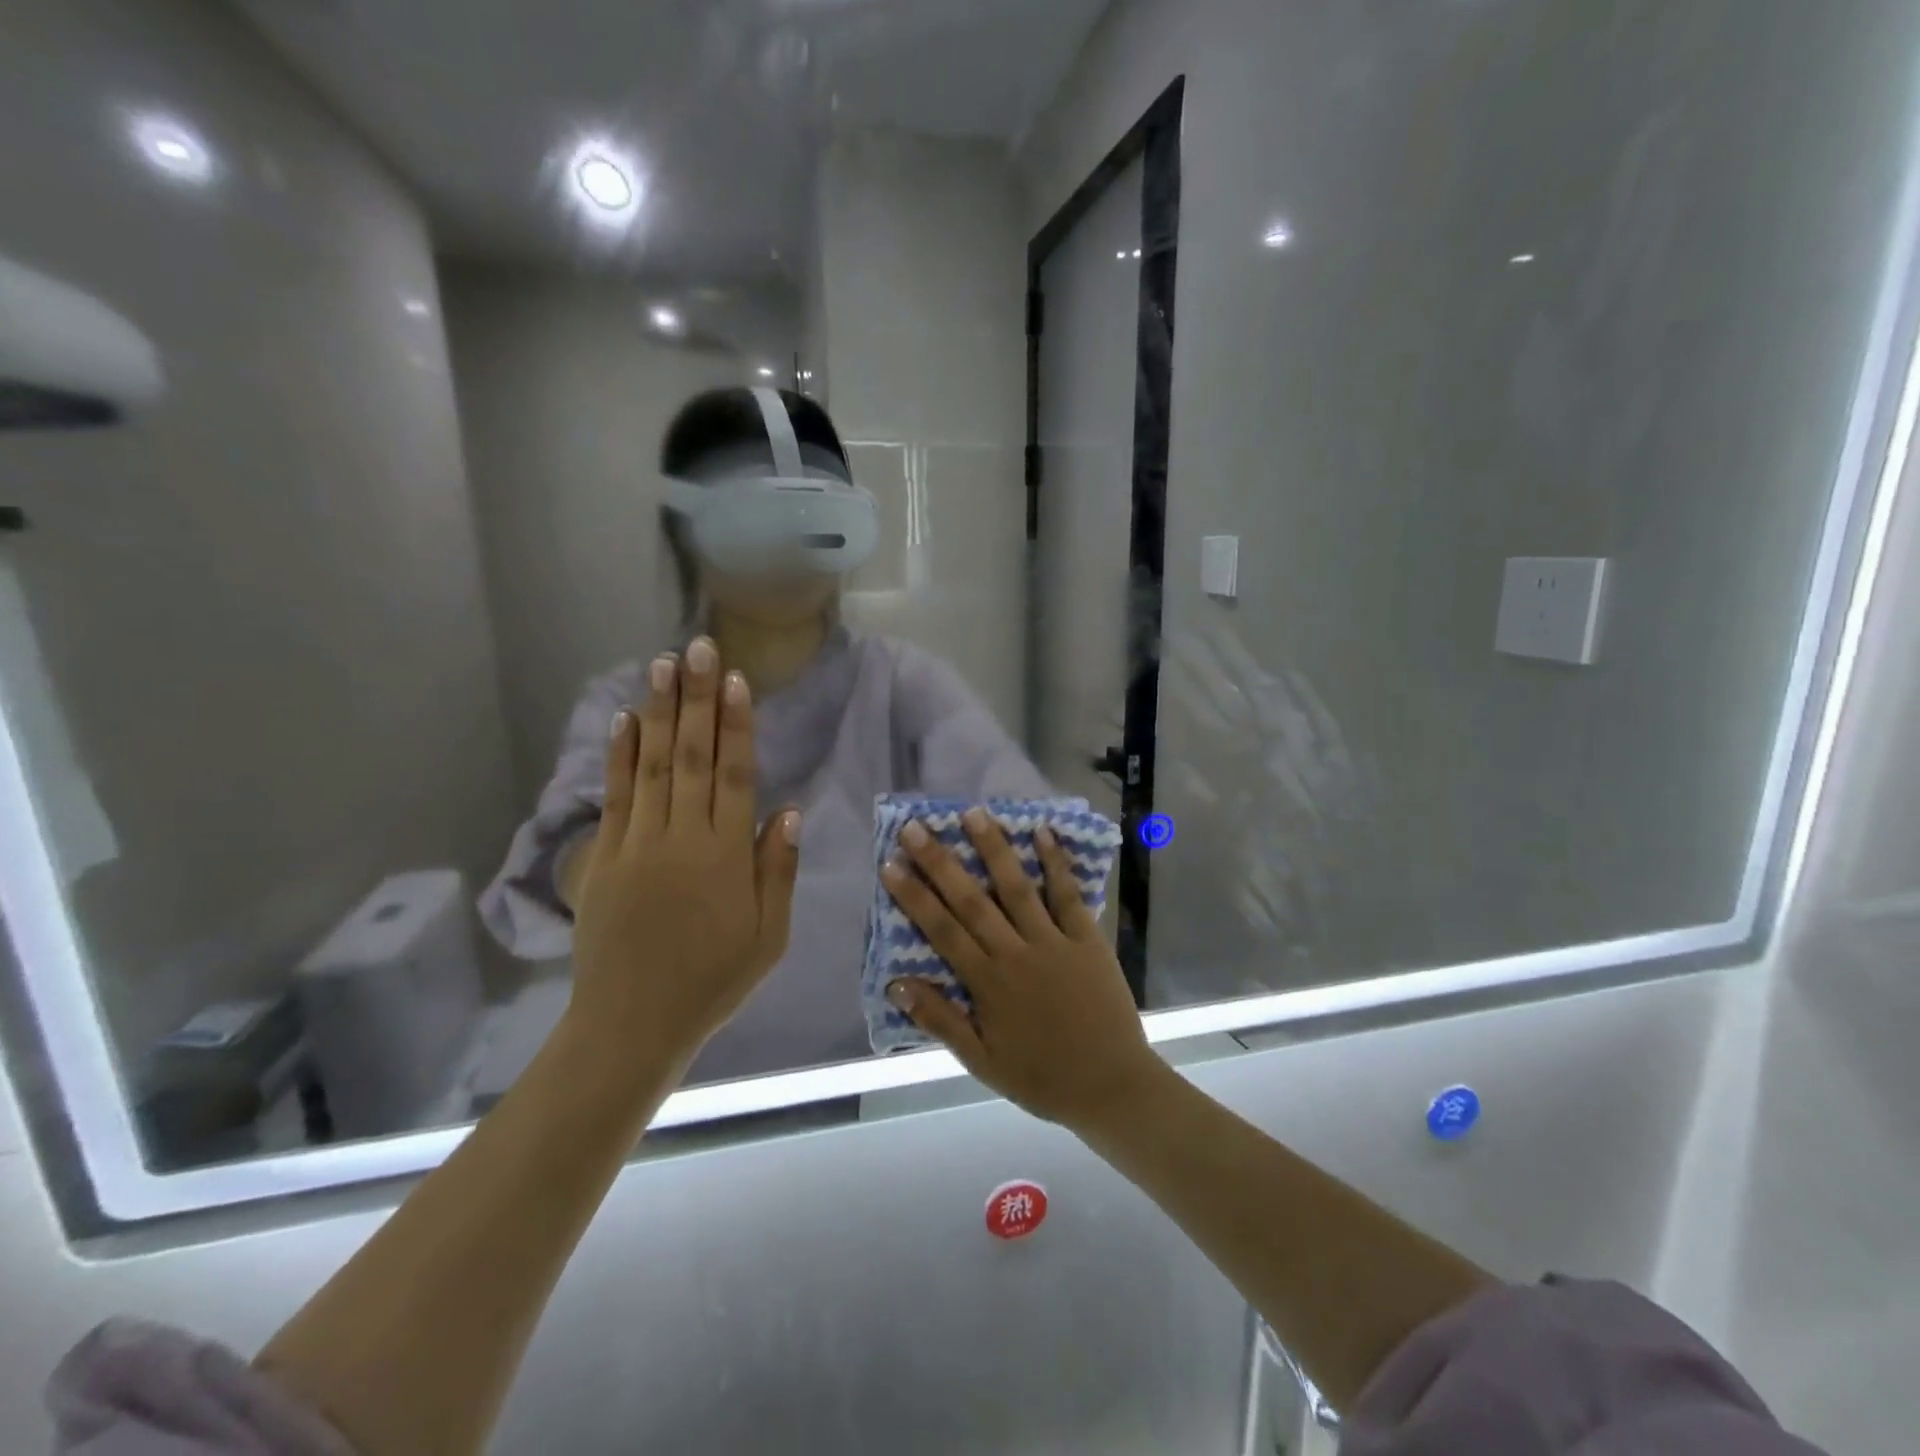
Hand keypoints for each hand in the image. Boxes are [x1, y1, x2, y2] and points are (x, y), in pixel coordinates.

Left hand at [567, 638, 800, 1077]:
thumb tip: (788, 810)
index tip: (735, 680)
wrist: (632, 1023)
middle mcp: (681, 838)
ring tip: (662, 664)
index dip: (736, 725)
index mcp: (725, 856)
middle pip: (691, 756)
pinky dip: (620, 755)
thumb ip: (776, 870)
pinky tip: (625, 720)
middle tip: (697, 648)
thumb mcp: (769, 937)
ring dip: (658, 711)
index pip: (734, 775)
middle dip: (696, 698)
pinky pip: (615, 796)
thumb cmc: (712, 981)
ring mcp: (637, 844)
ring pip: (651, 765)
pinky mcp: (603, 857)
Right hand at [881, 809, 1165, 1130]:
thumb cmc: (1041, 1077)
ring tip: (973, 813)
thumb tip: (897, 984)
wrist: (1111, 1087)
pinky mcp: (1087, 938)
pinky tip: (1043, 832)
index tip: (891, 864)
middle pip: (971, 900)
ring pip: (1017, 887)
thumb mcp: (982, 1061)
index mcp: (987, 983)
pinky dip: (1056, 863)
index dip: (914, 896)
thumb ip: (940, 1020)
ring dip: (994, 849)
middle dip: (941, 862)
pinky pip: (1068, 895)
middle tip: (917, 826)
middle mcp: (1015, 953)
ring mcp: (1053, 941)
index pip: (941, 930)